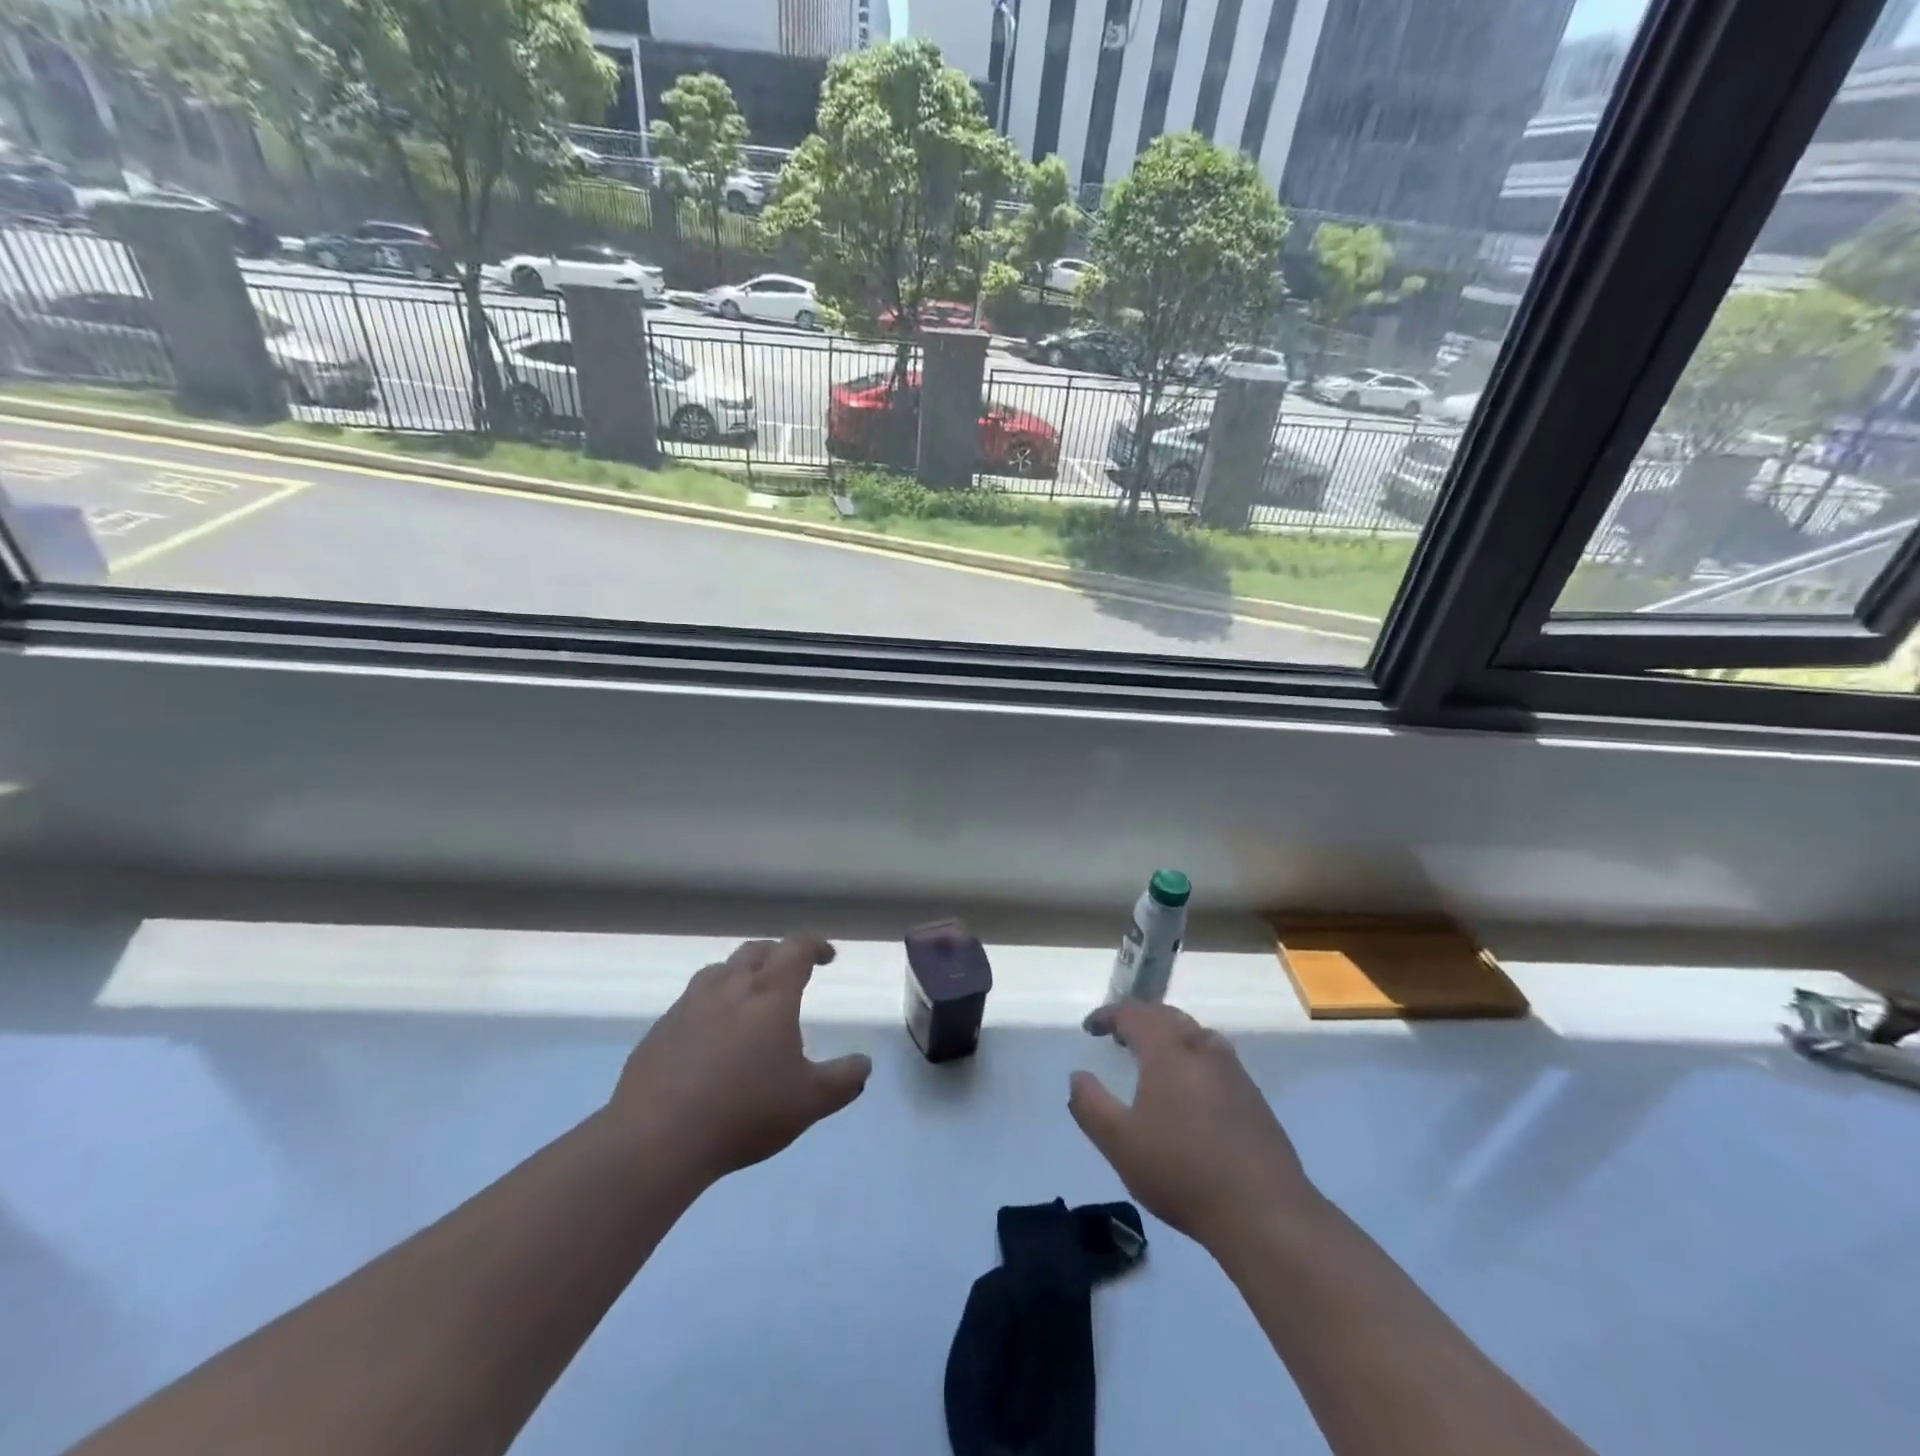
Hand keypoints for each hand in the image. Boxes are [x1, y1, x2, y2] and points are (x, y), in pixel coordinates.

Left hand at [609, 936, 870, 1183]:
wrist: (656, 1137)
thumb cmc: (745, 1111)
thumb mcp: (809, 1102)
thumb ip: (843, 1080)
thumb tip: (864, 1065)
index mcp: (770, 993)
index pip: (796, 948)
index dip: (815, 945)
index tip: (827, 956)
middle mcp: (729, 986)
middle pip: (756, 951)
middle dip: (778, 955)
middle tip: (790, 972)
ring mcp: (689, 1005)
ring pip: (719, 971)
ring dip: (740, 974)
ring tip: (748, 998)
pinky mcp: (660, 1029)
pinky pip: (691, 1002)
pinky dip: (710, 1005)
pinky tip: (710, 1037)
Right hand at [1070, 1002, 1315, 1249]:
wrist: (1264, 1212)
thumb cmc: (1182, 1171)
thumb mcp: (1119, 1143)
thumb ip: (1090, 1105)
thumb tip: (1077, 1076)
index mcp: (1168, 1050)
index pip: (1134, 1014)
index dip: (1109, 1015)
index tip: (1091, 1028)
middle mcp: (1202, 1048)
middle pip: (1168, 1017)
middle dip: (1140, 1020)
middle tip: (1120, 1037)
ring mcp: (1234, 1072)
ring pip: (1196, 1036)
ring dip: (1170, 1037)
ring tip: (1154, 1060)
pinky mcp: (1254, 1098)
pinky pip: (1215, 1060)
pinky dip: (1193, 1060)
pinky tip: (1190, 1093)